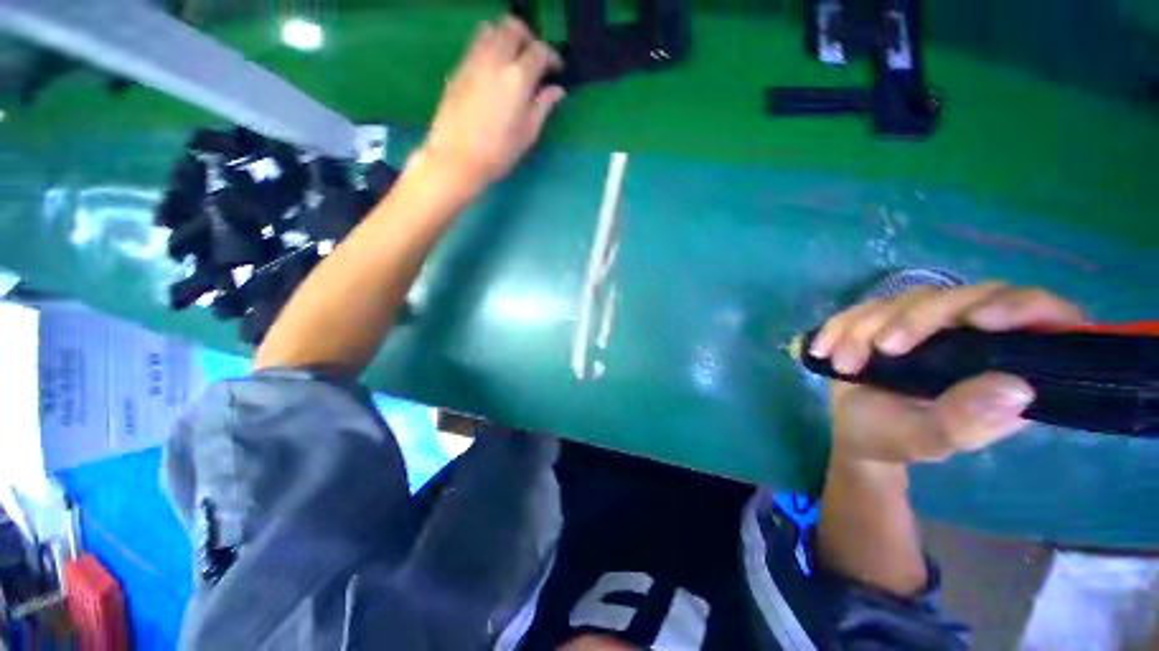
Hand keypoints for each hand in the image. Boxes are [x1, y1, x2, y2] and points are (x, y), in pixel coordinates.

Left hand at [417, 16, 564, 195]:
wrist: (457, 158)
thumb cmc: (498, 153)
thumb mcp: (528, 134)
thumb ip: (543, 107)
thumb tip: (557, 90)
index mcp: (517, 78)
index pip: (539, 51)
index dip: (552, 57)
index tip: (556, 70)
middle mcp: (495, 60)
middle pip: (512, 28)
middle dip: (528, 38)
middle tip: (533, 59)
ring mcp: (472, 61)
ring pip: (490, 29)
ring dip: (505, 38)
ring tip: (511, 60)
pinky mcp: (457, 69)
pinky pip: (475, 46)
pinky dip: (488, 49)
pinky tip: (492, 73)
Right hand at [810, 283, 1085, 463]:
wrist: (851, 429)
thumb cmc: (892, 439)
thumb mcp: (925, 441)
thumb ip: (965, 421)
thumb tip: (1017, 387)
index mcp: (1004, 364)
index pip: (1040, 314)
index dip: (1021, 306)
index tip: (979, 320)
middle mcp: (972, 335)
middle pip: (962, 297)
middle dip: (914, 319)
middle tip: (881, 350)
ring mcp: (928, 324)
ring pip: (907, 299)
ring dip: (866, 327)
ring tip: (844, 365)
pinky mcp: (888, 319)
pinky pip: (863, 307)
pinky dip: (839, 326)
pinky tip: (823, 351)